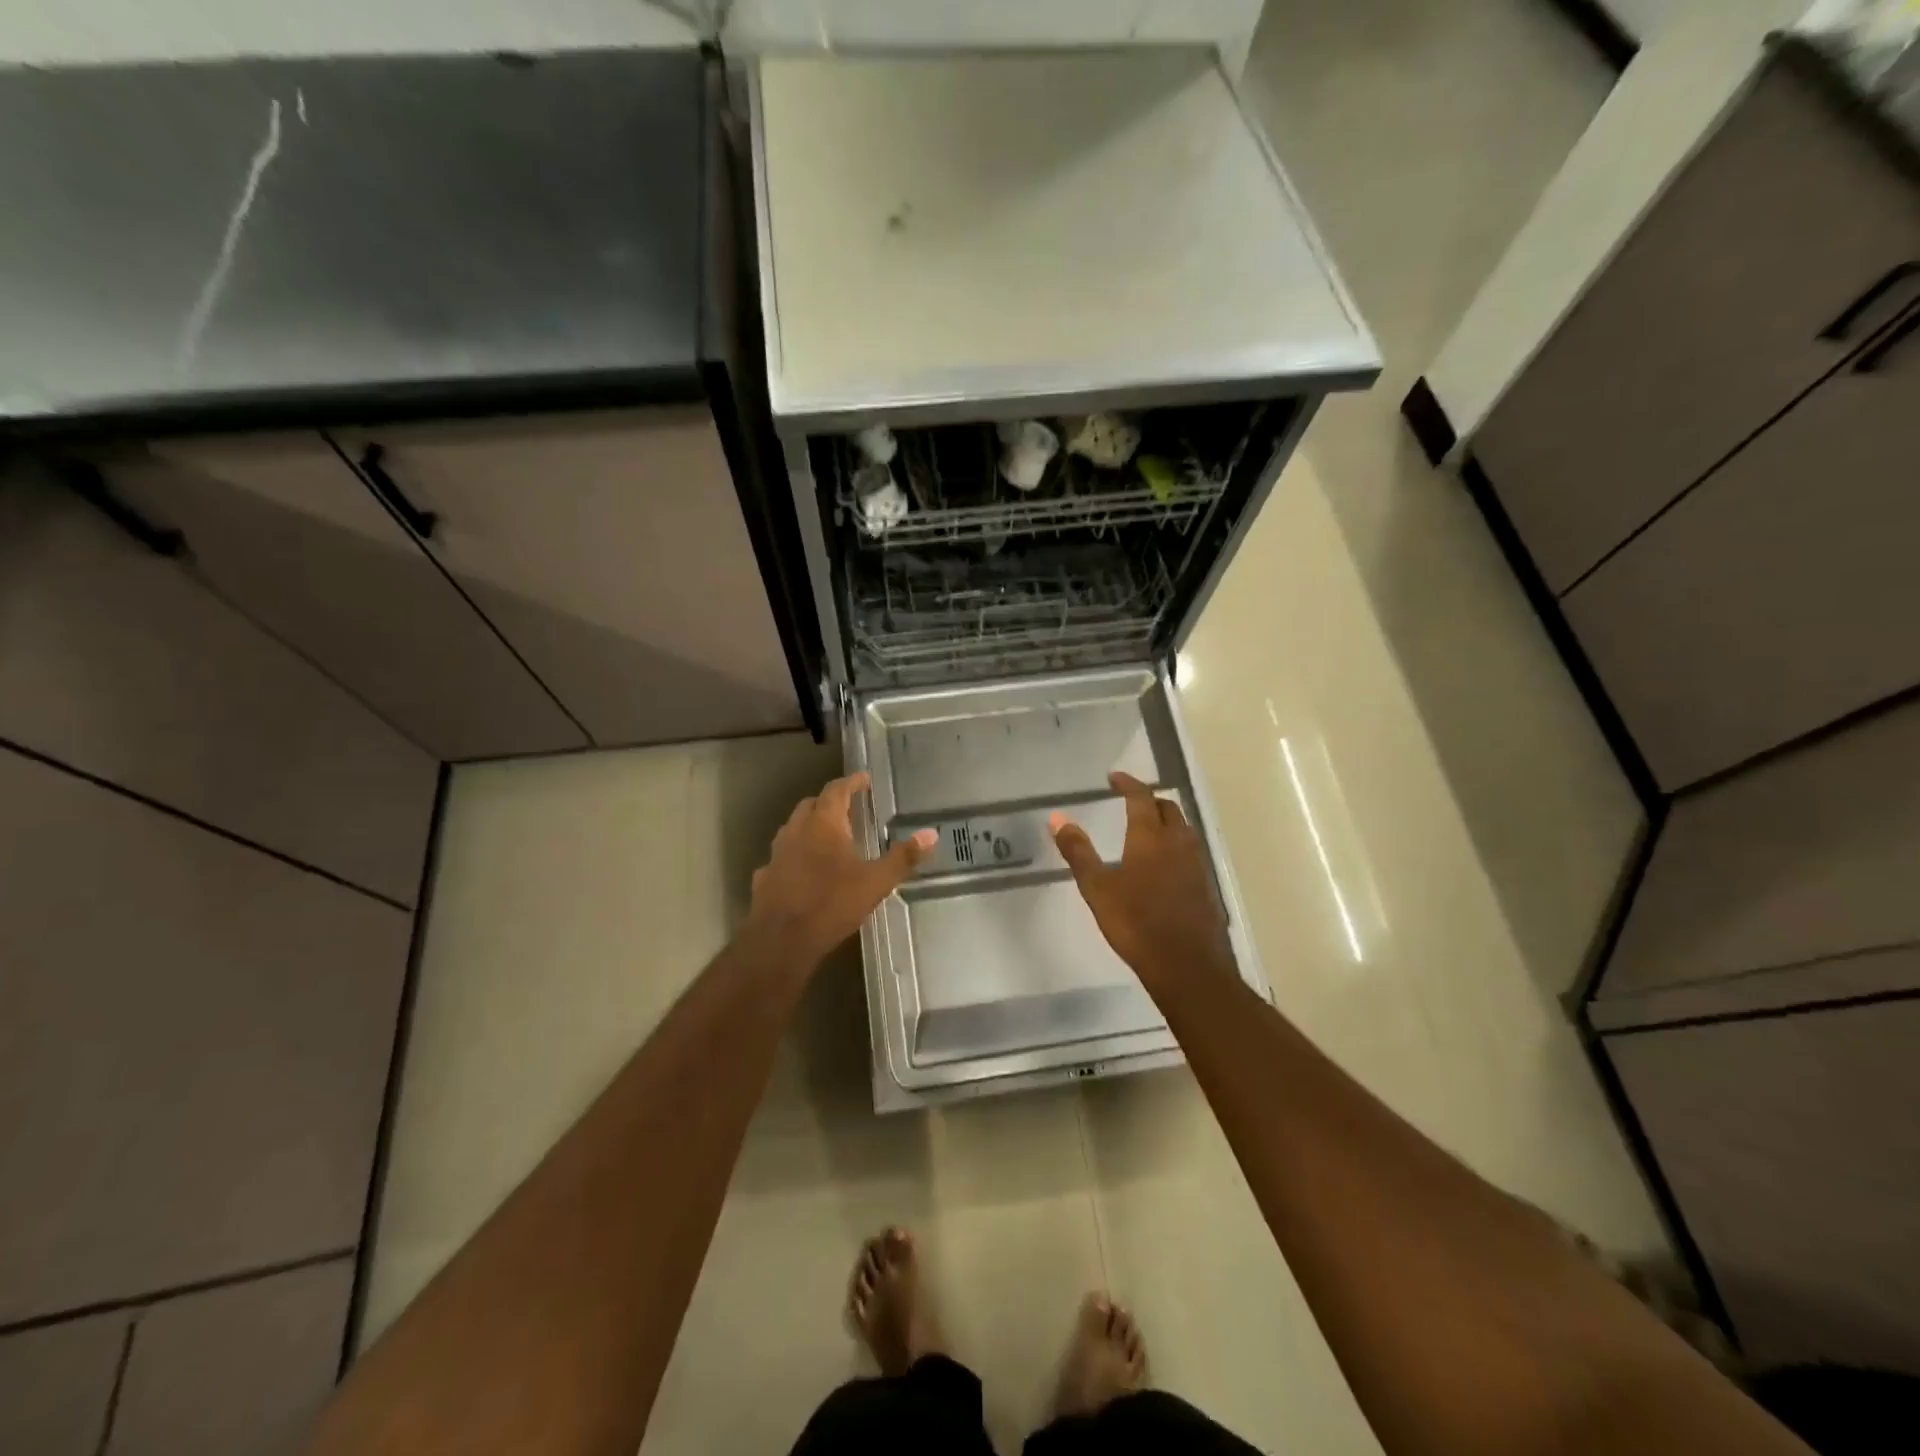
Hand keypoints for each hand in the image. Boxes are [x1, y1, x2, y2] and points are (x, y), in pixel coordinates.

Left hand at [748, 772, 934, 965]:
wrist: (781, 941)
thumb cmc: (831, 904)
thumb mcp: (876, 882)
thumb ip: (903, 858)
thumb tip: (931, 834)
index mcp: (823, 825)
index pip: (836, 791)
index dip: (851, 782)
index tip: (863, 779)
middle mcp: (796, 832)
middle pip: (810, 805)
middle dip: (828, 802)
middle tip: (847, 808)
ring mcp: (776, 855)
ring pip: (792, 829)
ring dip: (809, 827)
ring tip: (827, 837)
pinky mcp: (764, 879)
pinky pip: (781, 858)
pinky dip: (794, 856)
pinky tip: (802, 871)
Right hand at [1051, 771, 1233, 982]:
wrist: (1187, 965)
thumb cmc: (1135, 923)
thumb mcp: (1097, 888)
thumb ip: (1078, 851)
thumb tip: (1057, 817)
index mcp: (1149, 837)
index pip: (1141, 797)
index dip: (1128, 783)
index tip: (1114, 777)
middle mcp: (1177, 843)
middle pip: (1168, 808)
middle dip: (1149, 800)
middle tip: (1130, 802)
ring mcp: (1195, 864)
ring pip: (1182, 829)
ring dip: (1165, 820)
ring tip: (1147, 828)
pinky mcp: (1204, 885)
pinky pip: (1190, 851)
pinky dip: (1175, 844)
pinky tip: (1163, 863)